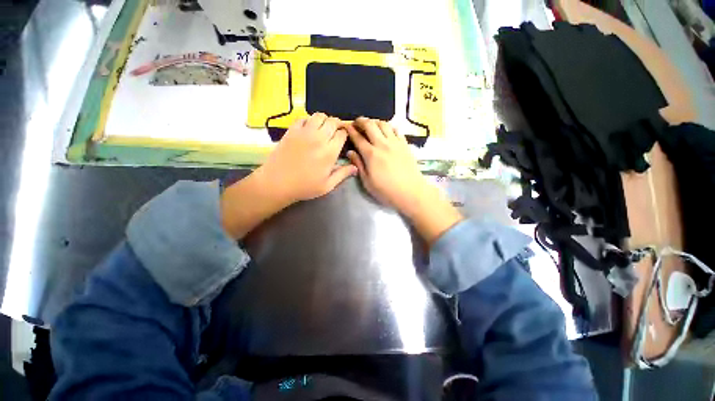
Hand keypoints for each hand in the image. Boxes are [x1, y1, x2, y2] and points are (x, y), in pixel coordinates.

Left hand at [220, 113, 355, 238]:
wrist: (277, 183)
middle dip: (337, 124)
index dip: (344, 134)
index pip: (342, 133)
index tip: (343, 139)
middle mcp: (319, 138)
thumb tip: (356, 167)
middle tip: (335, 132)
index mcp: (330, 152)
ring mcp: (304, 132)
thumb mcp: (327, 185)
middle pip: (332, 121)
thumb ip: (343, 174)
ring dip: (324, 120)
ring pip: (319, 116)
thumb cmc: (304, 187)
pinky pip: (303, 118)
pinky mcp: (291, 131)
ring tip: (323, 129)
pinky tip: (309, 129)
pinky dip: (309, 120)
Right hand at [345, 117, 462, 244]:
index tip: (346, 126)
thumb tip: (350, 152)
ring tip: (371, 125)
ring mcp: (395, 143)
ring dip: (375, 122)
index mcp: (371, 154)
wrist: (411, 192)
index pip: (358, 137)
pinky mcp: (405, 144)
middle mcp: (382, 144)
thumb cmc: (386, 190)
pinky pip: (396, 130)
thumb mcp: (367, 182)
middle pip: (370, 125)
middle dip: (361, 121)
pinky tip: (387, 131)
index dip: (350, 130)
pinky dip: (389, 127)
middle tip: (357, 123)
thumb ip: (358, 165)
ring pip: (384, 124)